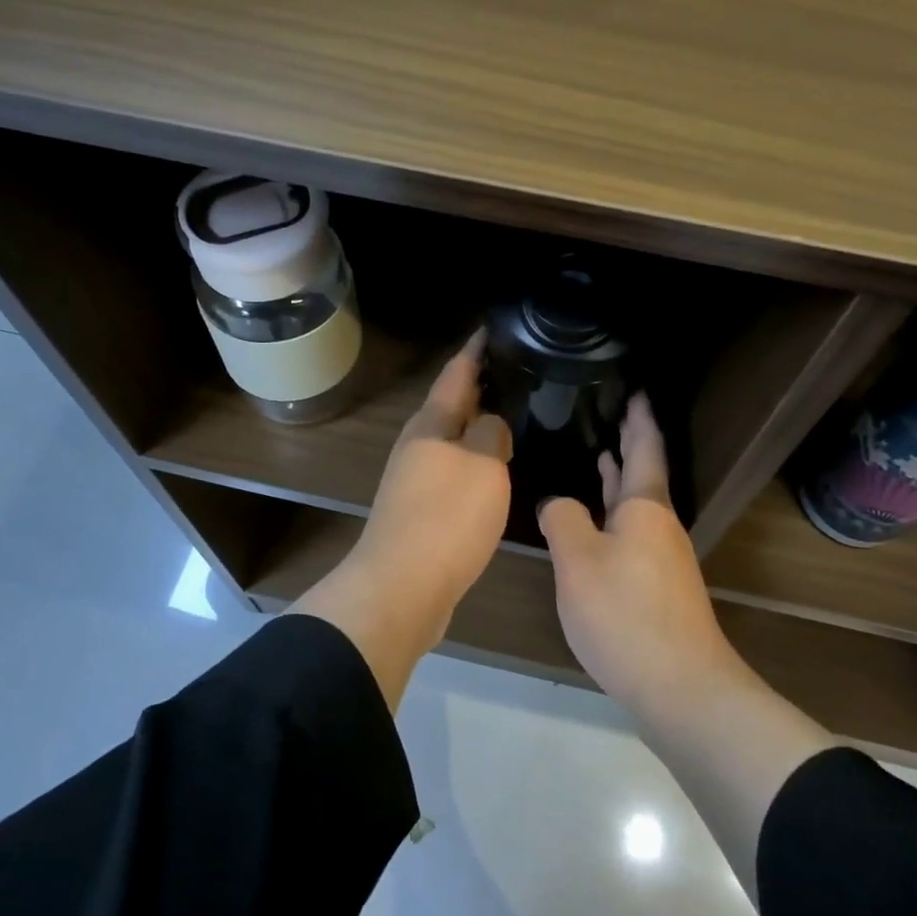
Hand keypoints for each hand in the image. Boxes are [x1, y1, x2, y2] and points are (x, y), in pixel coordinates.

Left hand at [347, 329, 512, 635]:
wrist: (402, 588)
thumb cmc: (446, 518)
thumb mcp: (483, 465)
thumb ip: (491, 434)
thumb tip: (490, 424)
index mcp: (432, 425)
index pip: (456, 374)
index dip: (475, 350)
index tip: (492, 328)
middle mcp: (419, 446)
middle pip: (451, 406)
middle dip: (479, 387)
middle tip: (514, 372)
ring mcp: (416, 480)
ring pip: (453, 441)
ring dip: (477, 426)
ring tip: (511, 416)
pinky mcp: (421, 511)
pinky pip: (454, 472)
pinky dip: (475, 462)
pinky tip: (494, 470)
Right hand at [538, 395, 738, 715]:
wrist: (680, 688)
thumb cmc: (625, 614)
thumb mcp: (578, 560)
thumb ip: (563, 519)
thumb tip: (559, 504)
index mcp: (645, 507)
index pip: (644, 448)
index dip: (639, 418)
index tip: (636, 390)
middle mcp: (659, 526)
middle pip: (644, 474)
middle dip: (630, 444)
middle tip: (613, 413)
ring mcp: (662, 559)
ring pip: (637, 506)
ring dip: (620, 480)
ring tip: (600, 457)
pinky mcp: (657, 588)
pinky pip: (632, 533)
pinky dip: (615, 515)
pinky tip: (598, 525)